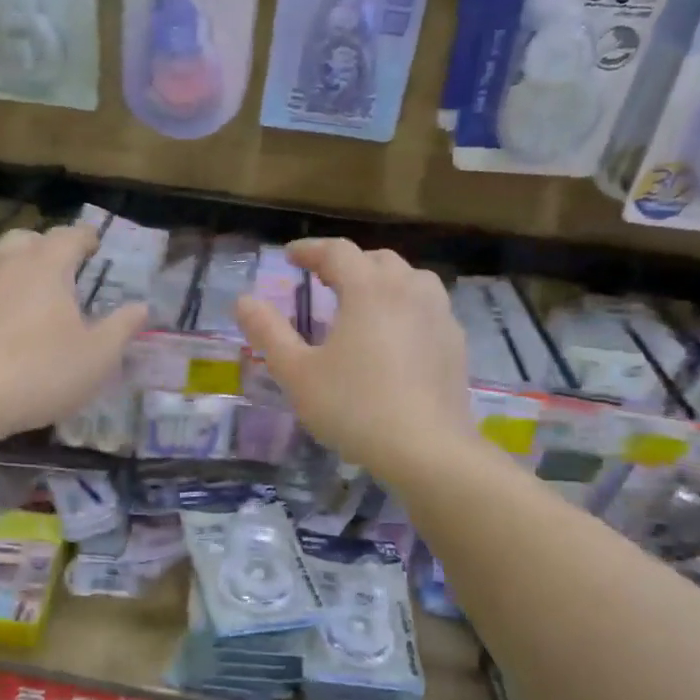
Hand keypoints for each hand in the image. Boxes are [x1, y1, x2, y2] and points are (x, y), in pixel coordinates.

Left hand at [0, 224, 147, 441]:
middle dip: (46, 247)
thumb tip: (141, 306)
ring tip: (15, 278)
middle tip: (58, 269)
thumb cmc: (40, 374)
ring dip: (6, 259)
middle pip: (27, 238)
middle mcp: (5, 260)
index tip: (94, 246)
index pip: (71, 236)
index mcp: (47, 266)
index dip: (86, 238)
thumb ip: (122, 328)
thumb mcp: (98, 358)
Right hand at [235, 239, 474, 480]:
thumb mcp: (297, 373)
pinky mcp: (455, 343)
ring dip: (383, 280)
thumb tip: (244, 301)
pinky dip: (407, 306)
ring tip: (364, 300)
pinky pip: (429, 308)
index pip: (337, 252)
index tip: (290, 256)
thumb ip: (268, 333)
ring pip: (411, 279)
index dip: (310, 250)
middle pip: (377, 259)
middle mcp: (408, 290)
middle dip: (348, 263)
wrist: (425, 449)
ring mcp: (439, 315)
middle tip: (324, 279)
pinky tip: (397, 334)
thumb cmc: (353, 407)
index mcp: (368, 289)